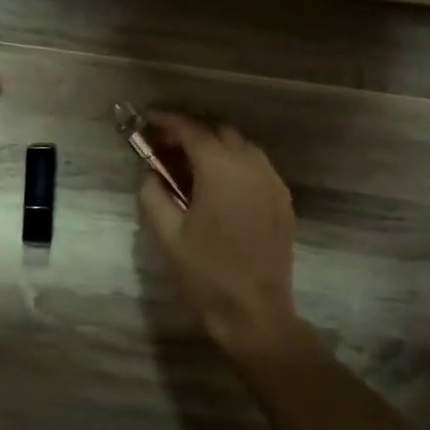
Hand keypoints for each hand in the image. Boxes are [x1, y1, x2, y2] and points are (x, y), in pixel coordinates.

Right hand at [136, 112, 299, 350]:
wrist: (255, 311)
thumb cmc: (206, 272)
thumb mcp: (167, 233)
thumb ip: (153, 194)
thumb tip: (149, 172)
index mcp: (221, 169)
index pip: (191, 129)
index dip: (167, 119)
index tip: (147, 118)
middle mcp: (251, 165)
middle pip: (219, 130)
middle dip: (190, 129)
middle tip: (164, 143)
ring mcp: (272, 181)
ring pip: (241, 145)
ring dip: (213, 144)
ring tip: (188, 162)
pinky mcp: (282, 200)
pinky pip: (256, 166)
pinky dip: (233, 162)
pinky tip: (217, 183)